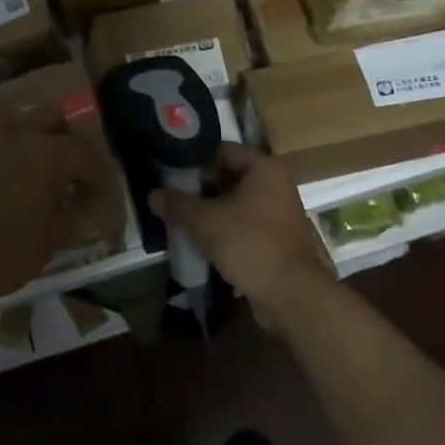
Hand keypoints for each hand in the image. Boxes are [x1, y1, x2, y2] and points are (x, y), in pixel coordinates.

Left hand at [0, 103, 99, 309]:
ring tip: (22, 167)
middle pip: (51, 116)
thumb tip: (71, 208)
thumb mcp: (48, 243)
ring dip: (24, 137)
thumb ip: (66, 217)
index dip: (93, 175)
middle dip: (62, 138)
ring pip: (11, 120)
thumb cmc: (0, 255)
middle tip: (62, 168)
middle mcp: (15, 132)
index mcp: (47, 154)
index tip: (92, 196)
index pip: (83, 153)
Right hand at [150, 144, 333, 332]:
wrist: (291, 293)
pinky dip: (226, 229)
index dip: (195, 161)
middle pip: (230, 176)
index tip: (171, 175)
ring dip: (212, 211)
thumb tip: (153, 195)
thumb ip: (178, 204)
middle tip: (173, 199)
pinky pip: (245, 224)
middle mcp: (276, 183)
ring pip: (237, 203)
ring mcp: (280, 212)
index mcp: (264, 167)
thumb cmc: (249, 243)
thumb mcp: (205, 221)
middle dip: (200, 189)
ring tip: (183, 221)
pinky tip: (203, 241)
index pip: (222, 150)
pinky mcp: (278, 238)